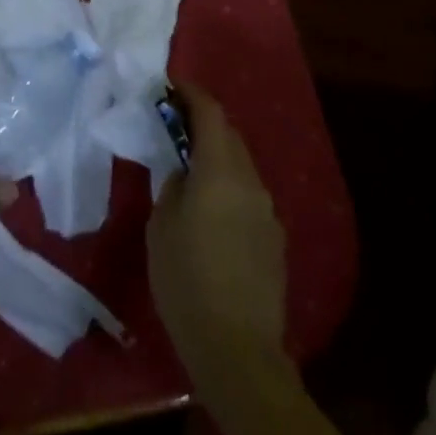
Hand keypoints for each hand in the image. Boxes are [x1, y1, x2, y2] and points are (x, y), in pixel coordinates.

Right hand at [148, 84, 288, 382]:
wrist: (237, 349)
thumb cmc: (186, 279)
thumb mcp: (161, 224)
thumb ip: (173, 185)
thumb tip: (185, 173)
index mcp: (221, 172)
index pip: (211, 114)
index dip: (191, 93)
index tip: (171, 85)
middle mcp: (251, 183)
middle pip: (229, 136)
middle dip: (203, 123)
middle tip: (173, 124)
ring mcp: (268, 212)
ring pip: (241, 166)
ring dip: (216, 156)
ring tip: (188, 167)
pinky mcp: (274, 239)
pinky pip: (248, 196)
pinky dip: (227, 186)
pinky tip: (209, 210)